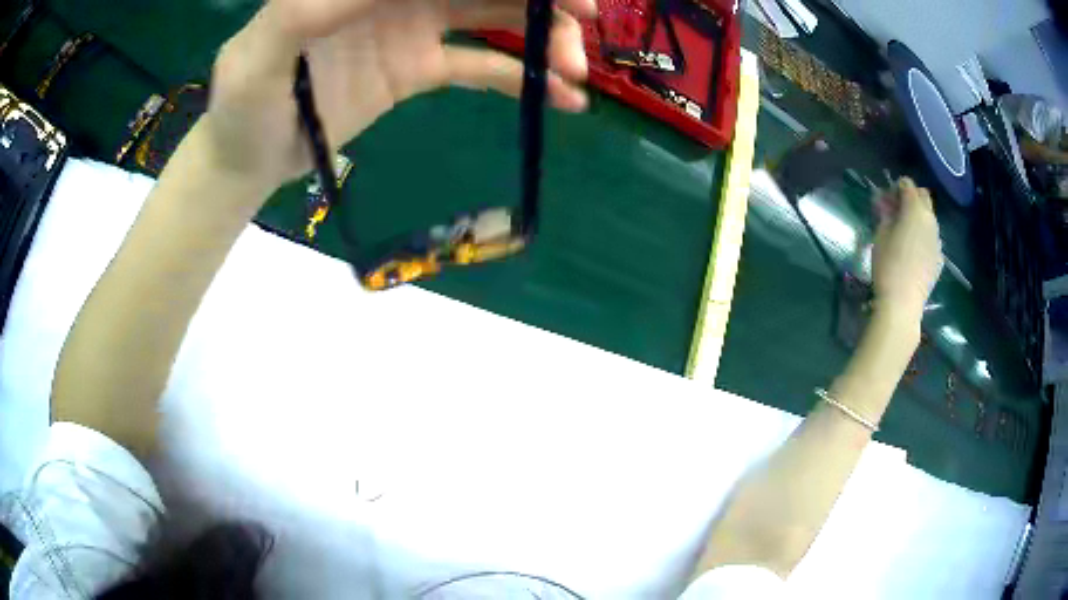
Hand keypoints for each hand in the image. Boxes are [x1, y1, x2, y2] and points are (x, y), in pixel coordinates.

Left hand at [202, 0, 595, 194]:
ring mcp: (413, 27)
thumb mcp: (256, 56)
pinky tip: (561, 98)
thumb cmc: (242, 106)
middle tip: (585, 16)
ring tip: (575, 70)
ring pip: (493, 17)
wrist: (249, 157)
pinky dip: (521, 79)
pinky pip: (480, 67)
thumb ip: (302, 13)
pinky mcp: (420, 68)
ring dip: (541, 36)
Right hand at [871, 177, 942, 325]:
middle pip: (923, 197)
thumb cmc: (888, 266)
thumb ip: (885, 214)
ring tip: (903, 231)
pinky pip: (932, 237)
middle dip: (910, 197)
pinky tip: (913, 249)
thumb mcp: (880, 235)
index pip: (908, 185)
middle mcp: (931, 220)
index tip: (885, 197)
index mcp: (915, 210)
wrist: (903, 304)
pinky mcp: (939, 258)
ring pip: (929, 217)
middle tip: (895, 209)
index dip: (896, 187)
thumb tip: (885, 203)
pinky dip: (923, 235)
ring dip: (918, 216)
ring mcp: (937, 240)